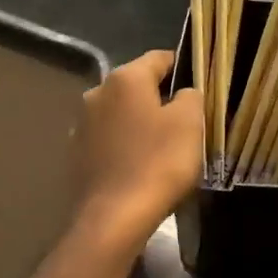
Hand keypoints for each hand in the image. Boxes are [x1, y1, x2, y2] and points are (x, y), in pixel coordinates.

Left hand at [74, 50, 203, 252]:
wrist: (113, 219)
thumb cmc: (157, 163)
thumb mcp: (190, 123)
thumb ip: (191, 96)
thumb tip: (184, 92)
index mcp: (124, 78)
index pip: (160, 58)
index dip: (183, 67)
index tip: (201, 85)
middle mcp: (97, 93)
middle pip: (137, 87)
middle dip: (160, 98)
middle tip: (186, 121)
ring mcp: (82, 125)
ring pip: (121, 114)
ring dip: (140, 123)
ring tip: (163, 146)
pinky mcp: (76, 155)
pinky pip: (109, 141)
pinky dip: (125, 146)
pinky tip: (140, 166)